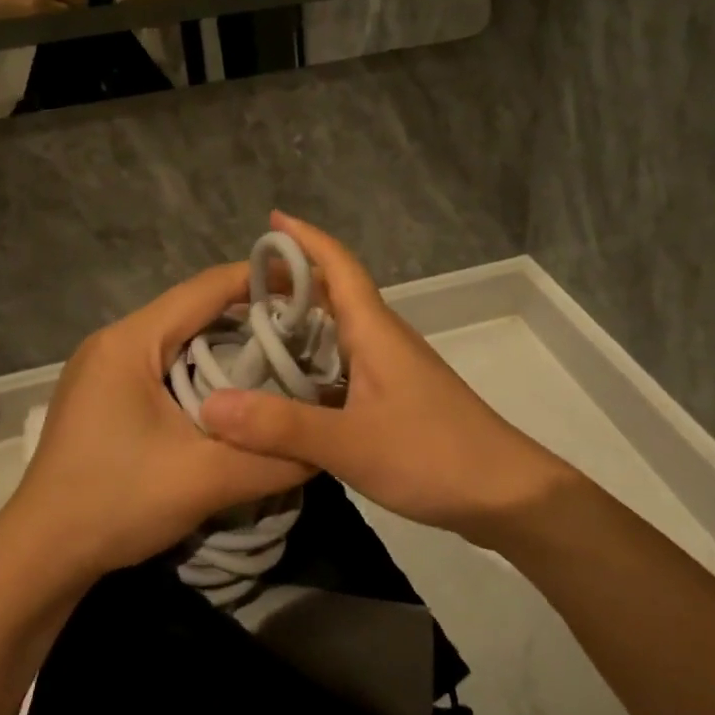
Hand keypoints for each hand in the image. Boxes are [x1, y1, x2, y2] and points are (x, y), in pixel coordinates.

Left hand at [0, 262, 312, 585]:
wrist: (41, 558)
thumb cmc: (115, 503)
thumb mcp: (205, 480)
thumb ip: (274, 458)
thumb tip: (328, 442)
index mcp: (130, 342)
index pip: (207, 288)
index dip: (263, 280)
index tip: (314, 288)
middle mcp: (114, 341)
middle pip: (195, 310)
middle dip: (253, 317)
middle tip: (306, 333)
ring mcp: (105, 368)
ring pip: (182, 339)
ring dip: (230, 346)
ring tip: (282, 360)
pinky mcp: (106, 394)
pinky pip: (166, 365)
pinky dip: (205, 370)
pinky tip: (236, 394)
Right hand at [200, 212, 578, 547]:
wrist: (505, 495)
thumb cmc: (432, 455)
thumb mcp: (349, 443)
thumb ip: (280, 427)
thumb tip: (210, 405)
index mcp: (375, 331)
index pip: (338, 266)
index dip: (305, 239)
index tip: (272, 220)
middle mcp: (384, 340)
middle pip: (336, 293)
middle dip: (292, 280)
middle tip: (238, 287)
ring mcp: (394, 370)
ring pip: (340, 331)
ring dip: (303, 322)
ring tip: (254, 330)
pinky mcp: (397, 399)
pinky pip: (346, 365)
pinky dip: (315, 363)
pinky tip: (291, 387)